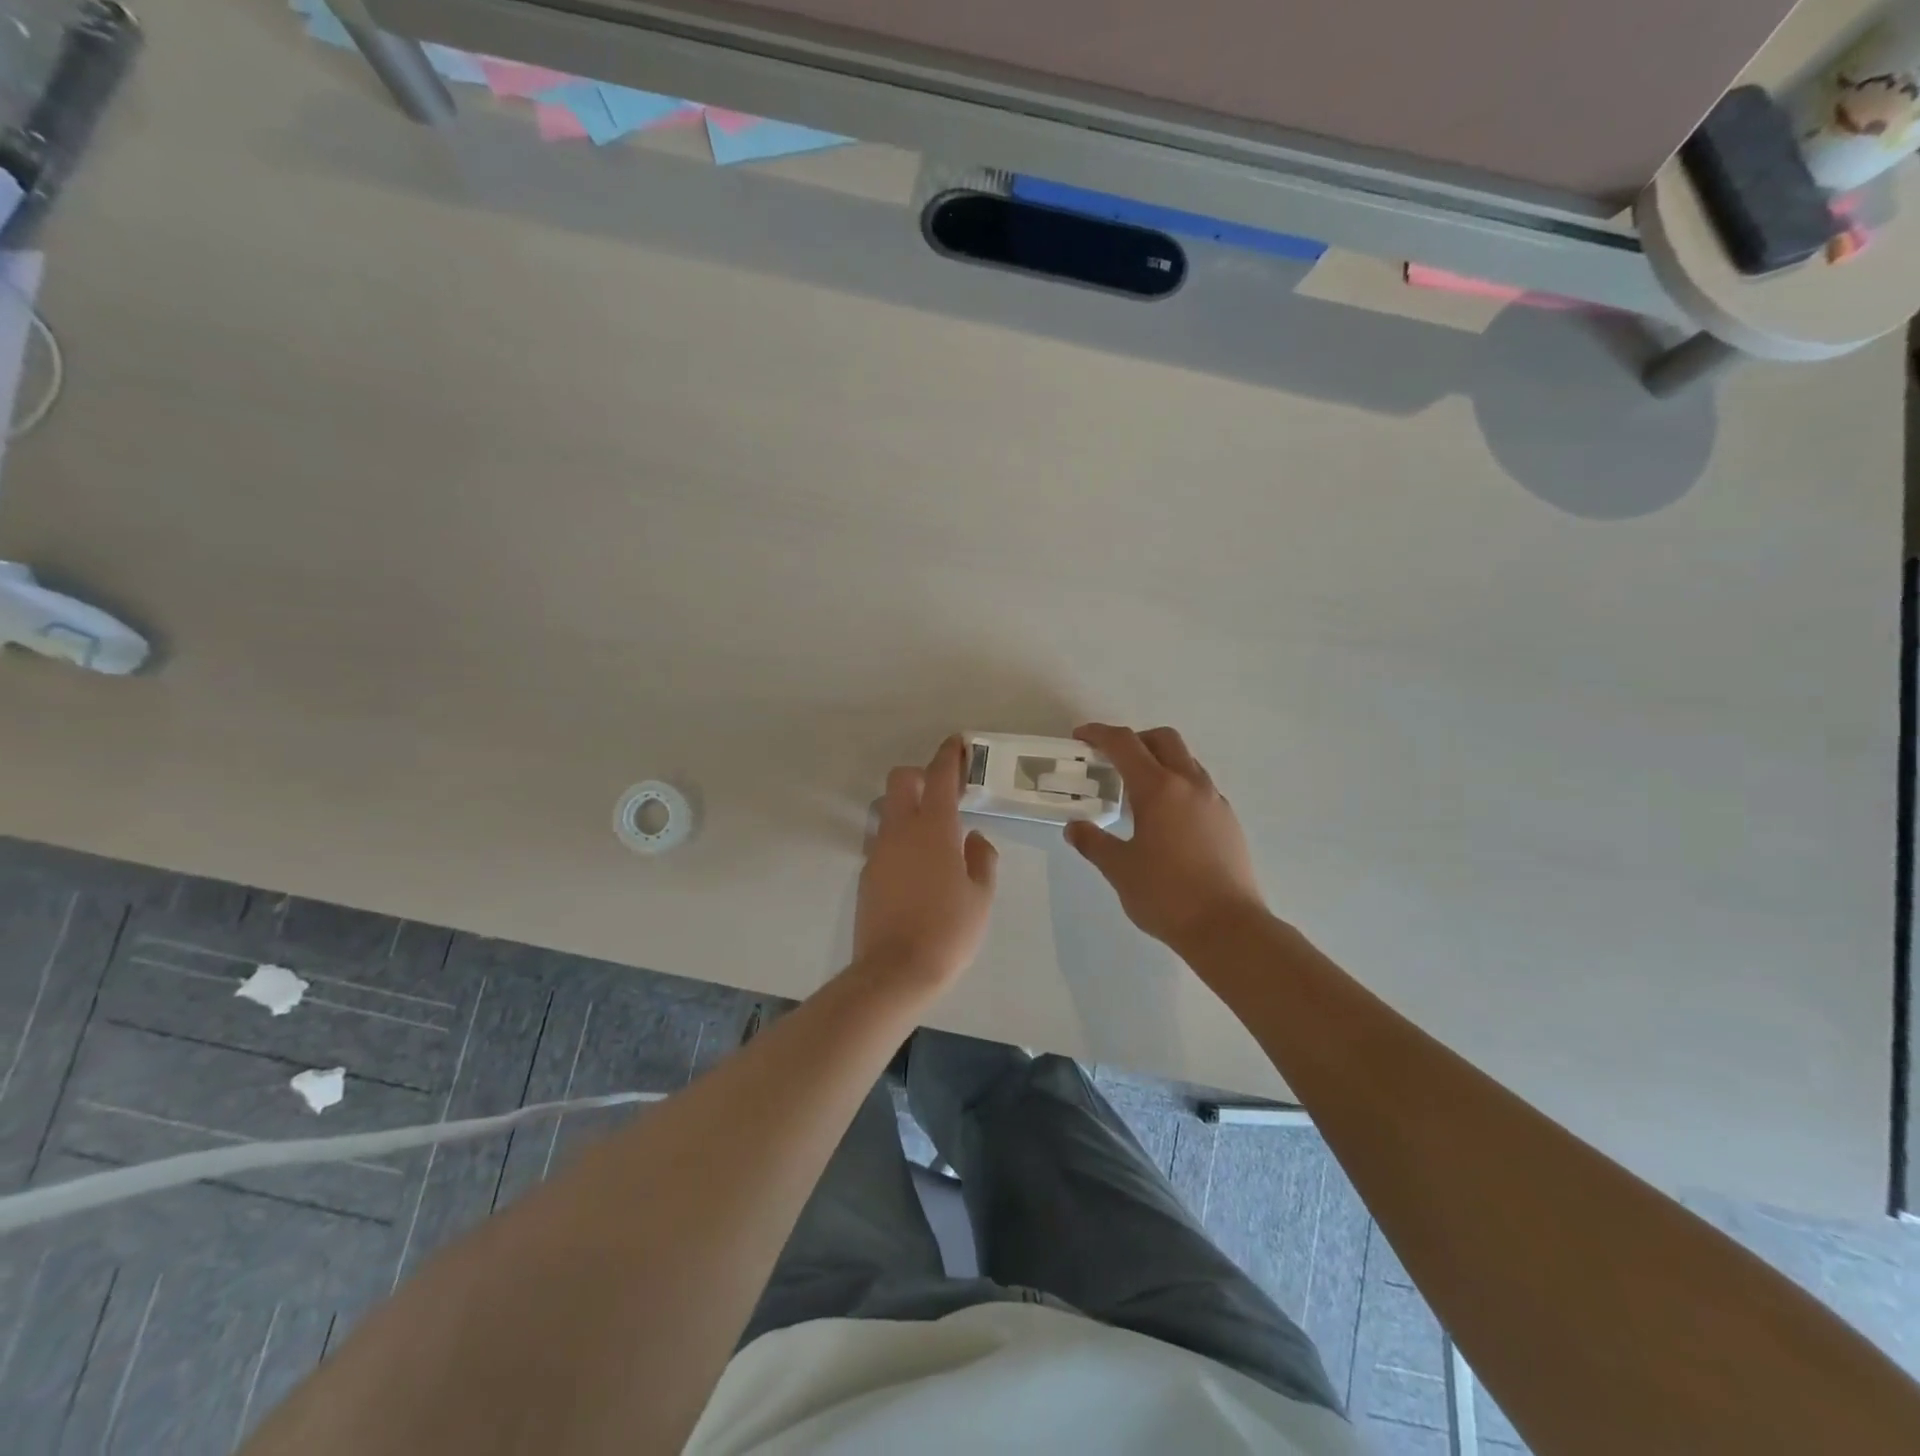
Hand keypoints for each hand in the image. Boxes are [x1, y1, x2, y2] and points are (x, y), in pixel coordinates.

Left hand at [853, 735, 999, 995]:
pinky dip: (900, 840)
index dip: (948, 755)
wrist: (896, 970)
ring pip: (888, 810)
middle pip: (901, 780)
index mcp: (934, 829)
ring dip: (907, 808)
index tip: (957, 743)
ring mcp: (879, 851)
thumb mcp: (981, 895)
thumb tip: (974, 838)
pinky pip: (883, 841)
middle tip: (944, 793)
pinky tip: (917, 868)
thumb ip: (982, 858)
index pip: (939, 776)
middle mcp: (900, 830)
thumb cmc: (949, 930)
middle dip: (921, 775)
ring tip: (931, 835)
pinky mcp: (867, 873)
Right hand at [1066, 724, 1268, 950]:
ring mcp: (1215, 801)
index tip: (1081, 737)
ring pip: (1186, 761)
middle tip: (1113, 760)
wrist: (1228, 928)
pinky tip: (1167, 819)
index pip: (1125, 744)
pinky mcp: (1229, 821)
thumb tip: (1075, 828)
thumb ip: (1093, 842)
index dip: (1099, 734)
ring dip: (1160, 762)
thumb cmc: (1166, 895)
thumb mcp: (1119, 869)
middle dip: (1135, 740)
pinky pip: (1200, 787)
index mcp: (1159, 788)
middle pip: (1163, 739)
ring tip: (1139, 792)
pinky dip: (1178, 786)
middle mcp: (1190, 784)